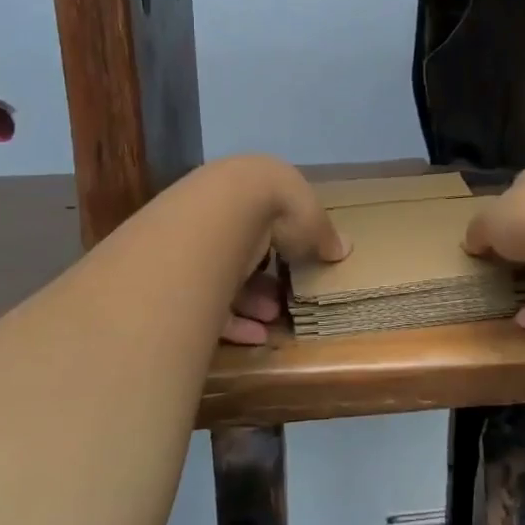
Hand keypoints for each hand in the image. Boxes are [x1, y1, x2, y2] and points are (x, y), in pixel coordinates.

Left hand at [213, 156, 351, 344]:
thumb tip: (344, 248)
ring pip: (225, 276)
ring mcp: (197, 240)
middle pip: (246, 250)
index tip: (300, 268)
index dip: (286, 246)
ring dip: (252, 301)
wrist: (223, 211)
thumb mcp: (313, 222)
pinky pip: (207, 299)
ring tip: (272, 320)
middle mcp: (222, 210)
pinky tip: (255, 336)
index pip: (270, 219)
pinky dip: (232, 320)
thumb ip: (326, 237)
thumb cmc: (277, 208)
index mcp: (254, 189)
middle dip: (266, 280)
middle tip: (283, 301)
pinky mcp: (180, 273)